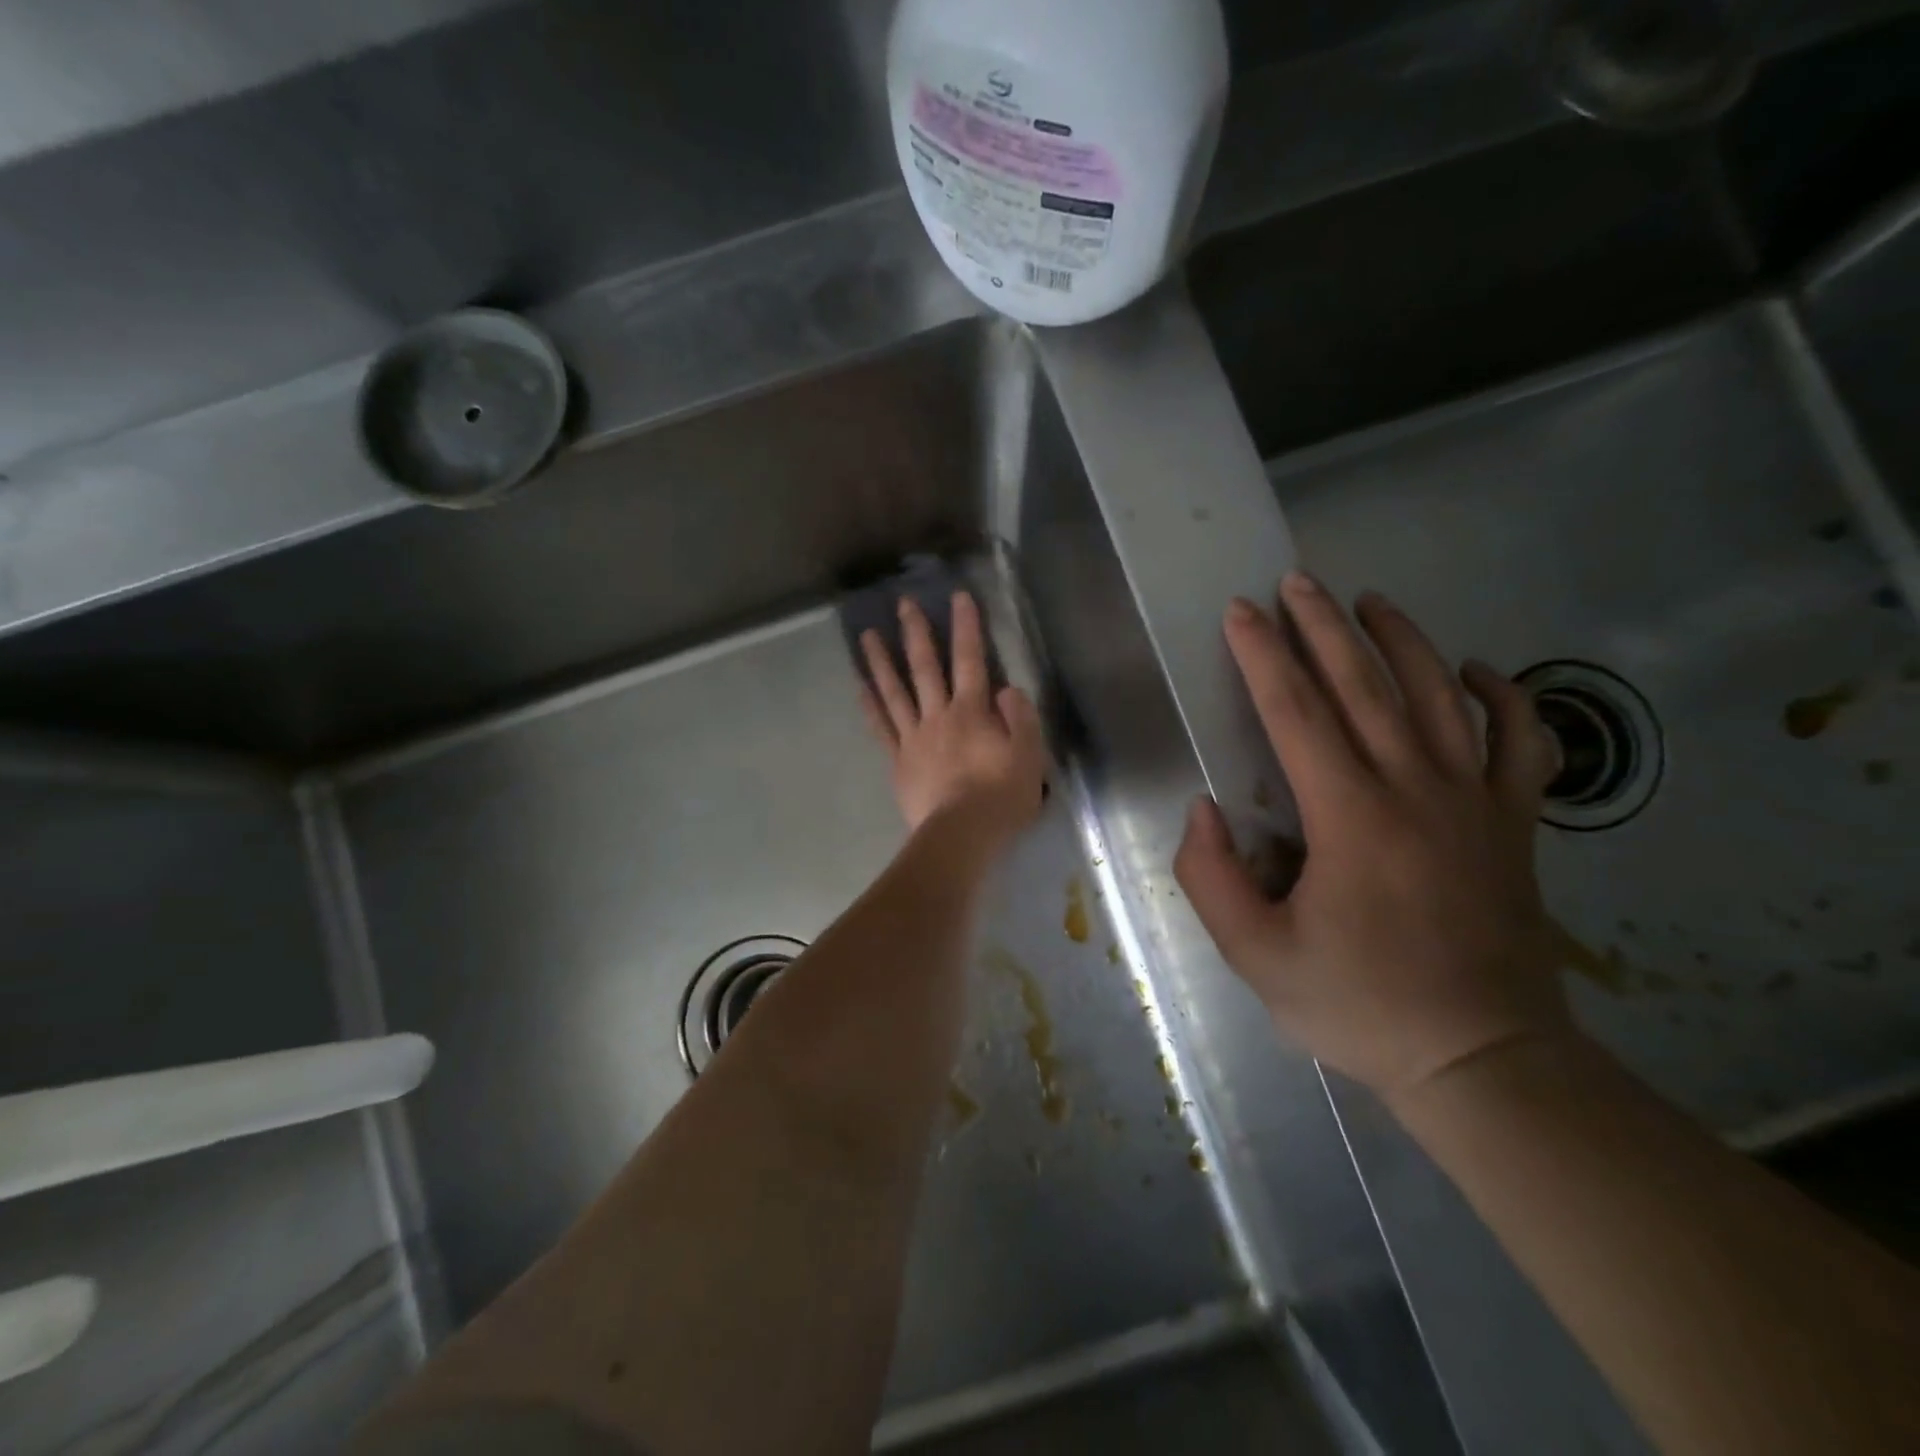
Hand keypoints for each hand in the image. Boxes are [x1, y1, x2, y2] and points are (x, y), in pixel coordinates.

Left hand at [859, 591, 1046, 849]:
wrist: (961, 835)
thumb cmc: (1000, 797)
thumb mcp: (1029, 756)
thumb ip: (1020, 717)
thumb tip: (1006, 688)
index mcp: (972, 711)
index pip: (971, 660)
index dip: (966, 627)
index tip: (958, 597)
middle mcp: (939, 715)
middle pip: (926, 667)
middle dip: (916, 632)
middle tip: (903, 603)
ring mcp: (914, 737)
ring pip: (895, 691)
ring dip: (880, 661)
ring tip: (866, 635)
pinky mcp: (898, 760)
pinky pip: (881, 727)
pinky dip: (869, 705)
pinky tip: (859, 686)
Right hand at [1174, 573, 1572, 1103]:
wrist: (1483, 1058)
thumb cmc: (1358, 1005)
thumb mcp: (1255, 955)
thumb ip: (1211, 877)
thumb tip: (1204, 809)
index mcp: (1350, 818)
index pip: (1297, 713)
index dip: (1263, 657)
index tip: (1241, 612)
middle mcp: (1416, 791)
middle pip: (1365, 686)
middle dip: (1323, 627)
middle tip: (1296, 581)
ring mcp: (1475, 803)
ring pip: (1440, 697)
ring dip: (1402, 640)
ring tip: (1370, 600)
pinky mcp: (1514, 824)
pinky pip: (1520, 743)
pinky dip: (1503, 697)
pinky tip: (1475, 670)